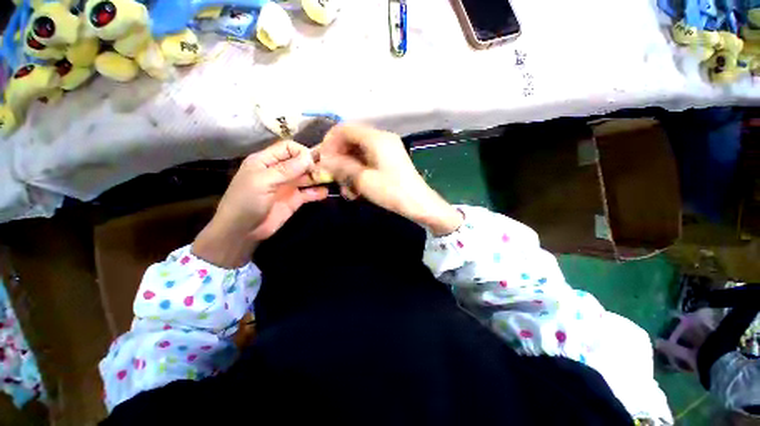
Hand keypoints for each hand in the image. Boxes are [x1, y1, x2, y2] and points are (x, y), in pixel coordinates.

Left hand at [192, 140, 327, 267]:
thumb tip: (308, 157)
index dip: (301, 152)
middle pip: (301, 161)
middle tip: (328, 169)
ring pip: (307, 177)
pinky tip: (324, 193)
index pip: (288, 148)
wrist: (242, 231)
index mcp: (266, 161)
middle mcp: (279, 171)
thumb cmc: (246, 202)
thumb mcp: (263, 182)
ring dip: (318, 177)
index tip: (311, 162)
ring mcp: (288, 186)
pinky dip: (318, 192)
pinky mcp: (295, 200)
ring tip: (329, 179)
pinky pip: (309, 193)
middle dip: (314, 164)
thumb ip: (286, 169)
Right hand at [318, 123, 462, 235]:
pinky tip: (357, 190)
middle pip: (351, 141)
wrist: (419, 204)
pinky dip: (359, 173)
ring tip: (347, 190)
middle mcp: (382, 139)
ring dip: (349, 170)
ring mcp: (387, 150)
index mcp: (376, 138)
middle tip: (333, 177)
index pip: (345, 128)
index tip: (322, 159)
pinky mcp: (389, 161)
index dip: (330, 141)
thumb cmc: (391, 191)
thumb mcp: (363, 179)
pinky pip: (368, 161)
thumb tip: (324, 160)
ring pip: (358, 154)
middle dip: (339, 159)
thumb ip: (341, 166)